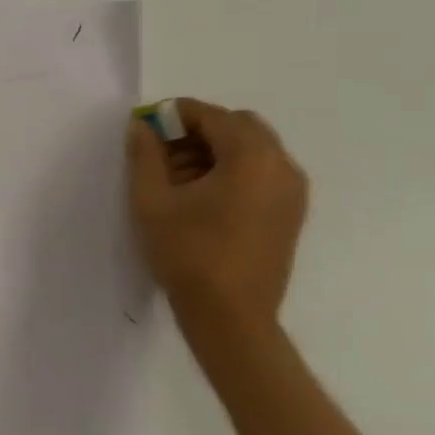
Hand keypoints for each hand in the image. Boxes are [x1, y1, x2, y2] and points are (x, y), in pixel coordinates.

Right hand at [127, 98, 309, 358]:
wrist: (231, 319)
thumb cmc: (189, 254)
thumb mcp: (152, 201)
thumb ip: (145, 154)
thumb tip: (142, 125)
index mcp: (251, 157)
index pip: (212, 116)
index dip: (176, 115)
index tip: (148, 127)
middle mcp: (281, 166)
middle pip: (238, 126)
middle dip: (199, 131)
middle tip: (164, 151)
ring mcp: (292, 192)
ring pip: (253, 149)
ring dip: (217, 150)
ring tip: (180, 177)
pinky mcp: (292, 214)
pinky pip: (264, 172)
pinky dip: (235, 170)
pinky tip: (205, 196)